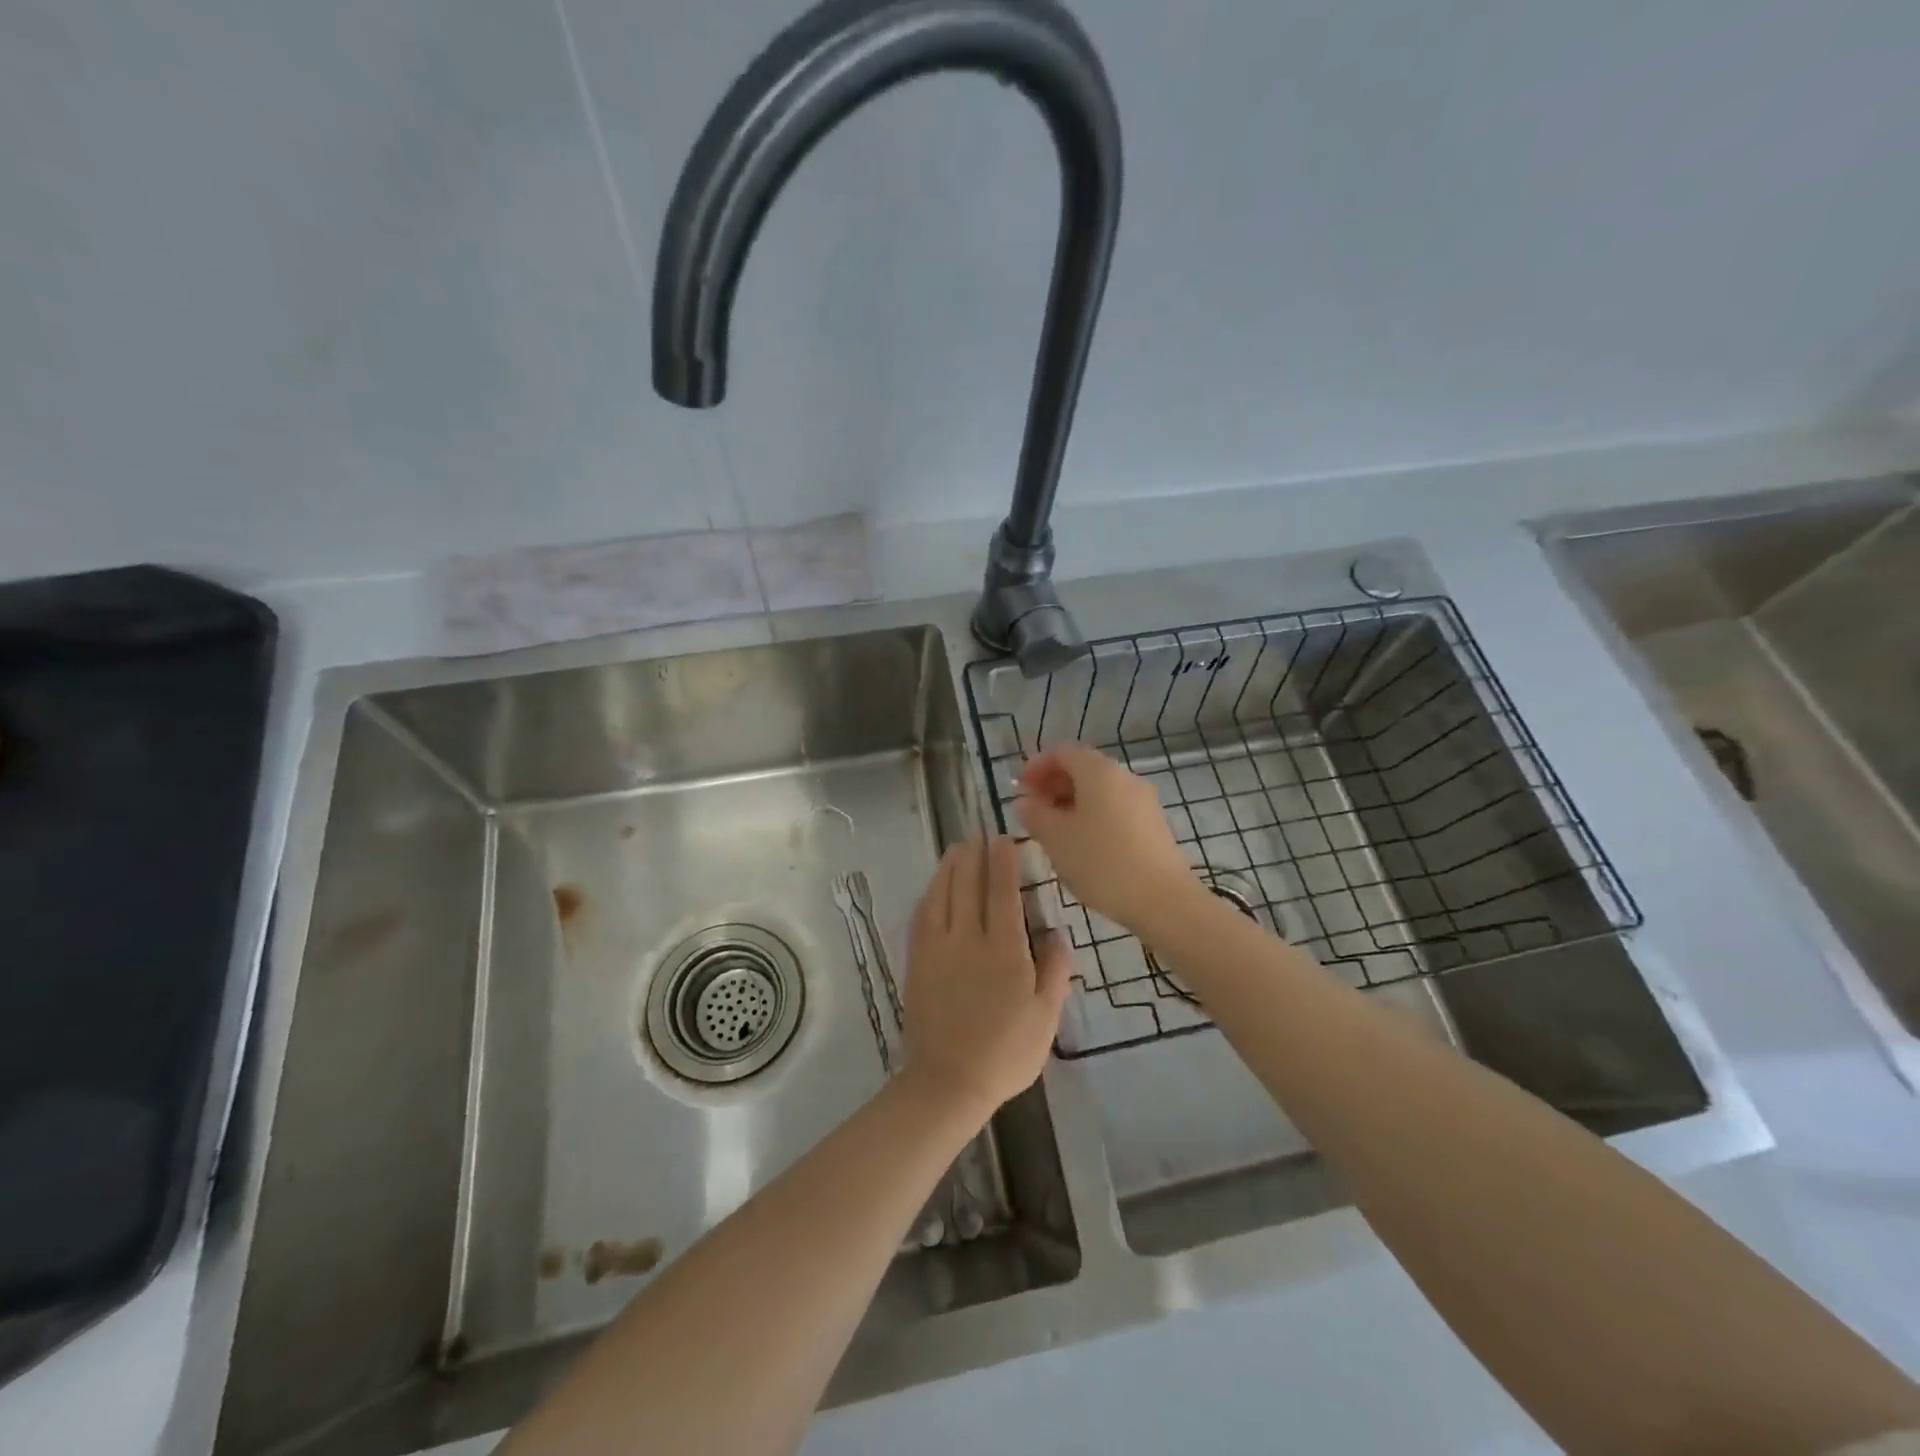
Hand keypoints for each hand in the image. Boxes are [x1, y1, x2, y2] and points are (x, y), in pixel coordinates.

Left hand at [902, 835, 1071, 1120]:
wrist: (948, 1081)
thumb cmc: (1006, 1052)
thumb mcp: (1046, 1017)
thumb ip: (1054, 971)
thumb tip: (1057, 933)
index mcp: (1003, 950)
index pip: (1002, 892)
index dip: (1002, 862)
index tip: (1003, 839)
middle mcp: (968, 939)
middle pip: (968, 885)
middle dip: (974, 855)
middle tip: (978, 832)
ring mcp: (937, 948)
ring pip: (942, 894)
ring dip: (949, 867)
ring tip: (957, 848)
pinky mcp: (917, 962)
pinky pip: (922, 916)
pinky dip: (929, 894)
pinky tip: (933, 887)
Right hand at [1016, 743, 1200, 935]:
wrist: (1163, 900)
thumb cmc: (1102, 862)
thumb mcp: (1056, 839)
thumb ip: (1035, 814)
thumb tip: (1025, 801)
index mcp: (1099, 771)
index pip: (1062, 752)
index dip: (1036, 766)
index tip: (1020, 790)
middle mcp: (1124, 777)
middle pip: (1083, 768)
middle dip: (1053, 785)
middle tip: (1032, 812)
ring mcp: (1143, 801)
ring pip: (1099, 791)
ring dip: (1071, 803)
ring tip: (1054, 832)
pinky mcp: (1153, 824)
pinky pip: (1115, 808)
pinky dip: (1092, 816)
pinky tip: (1083, 845)